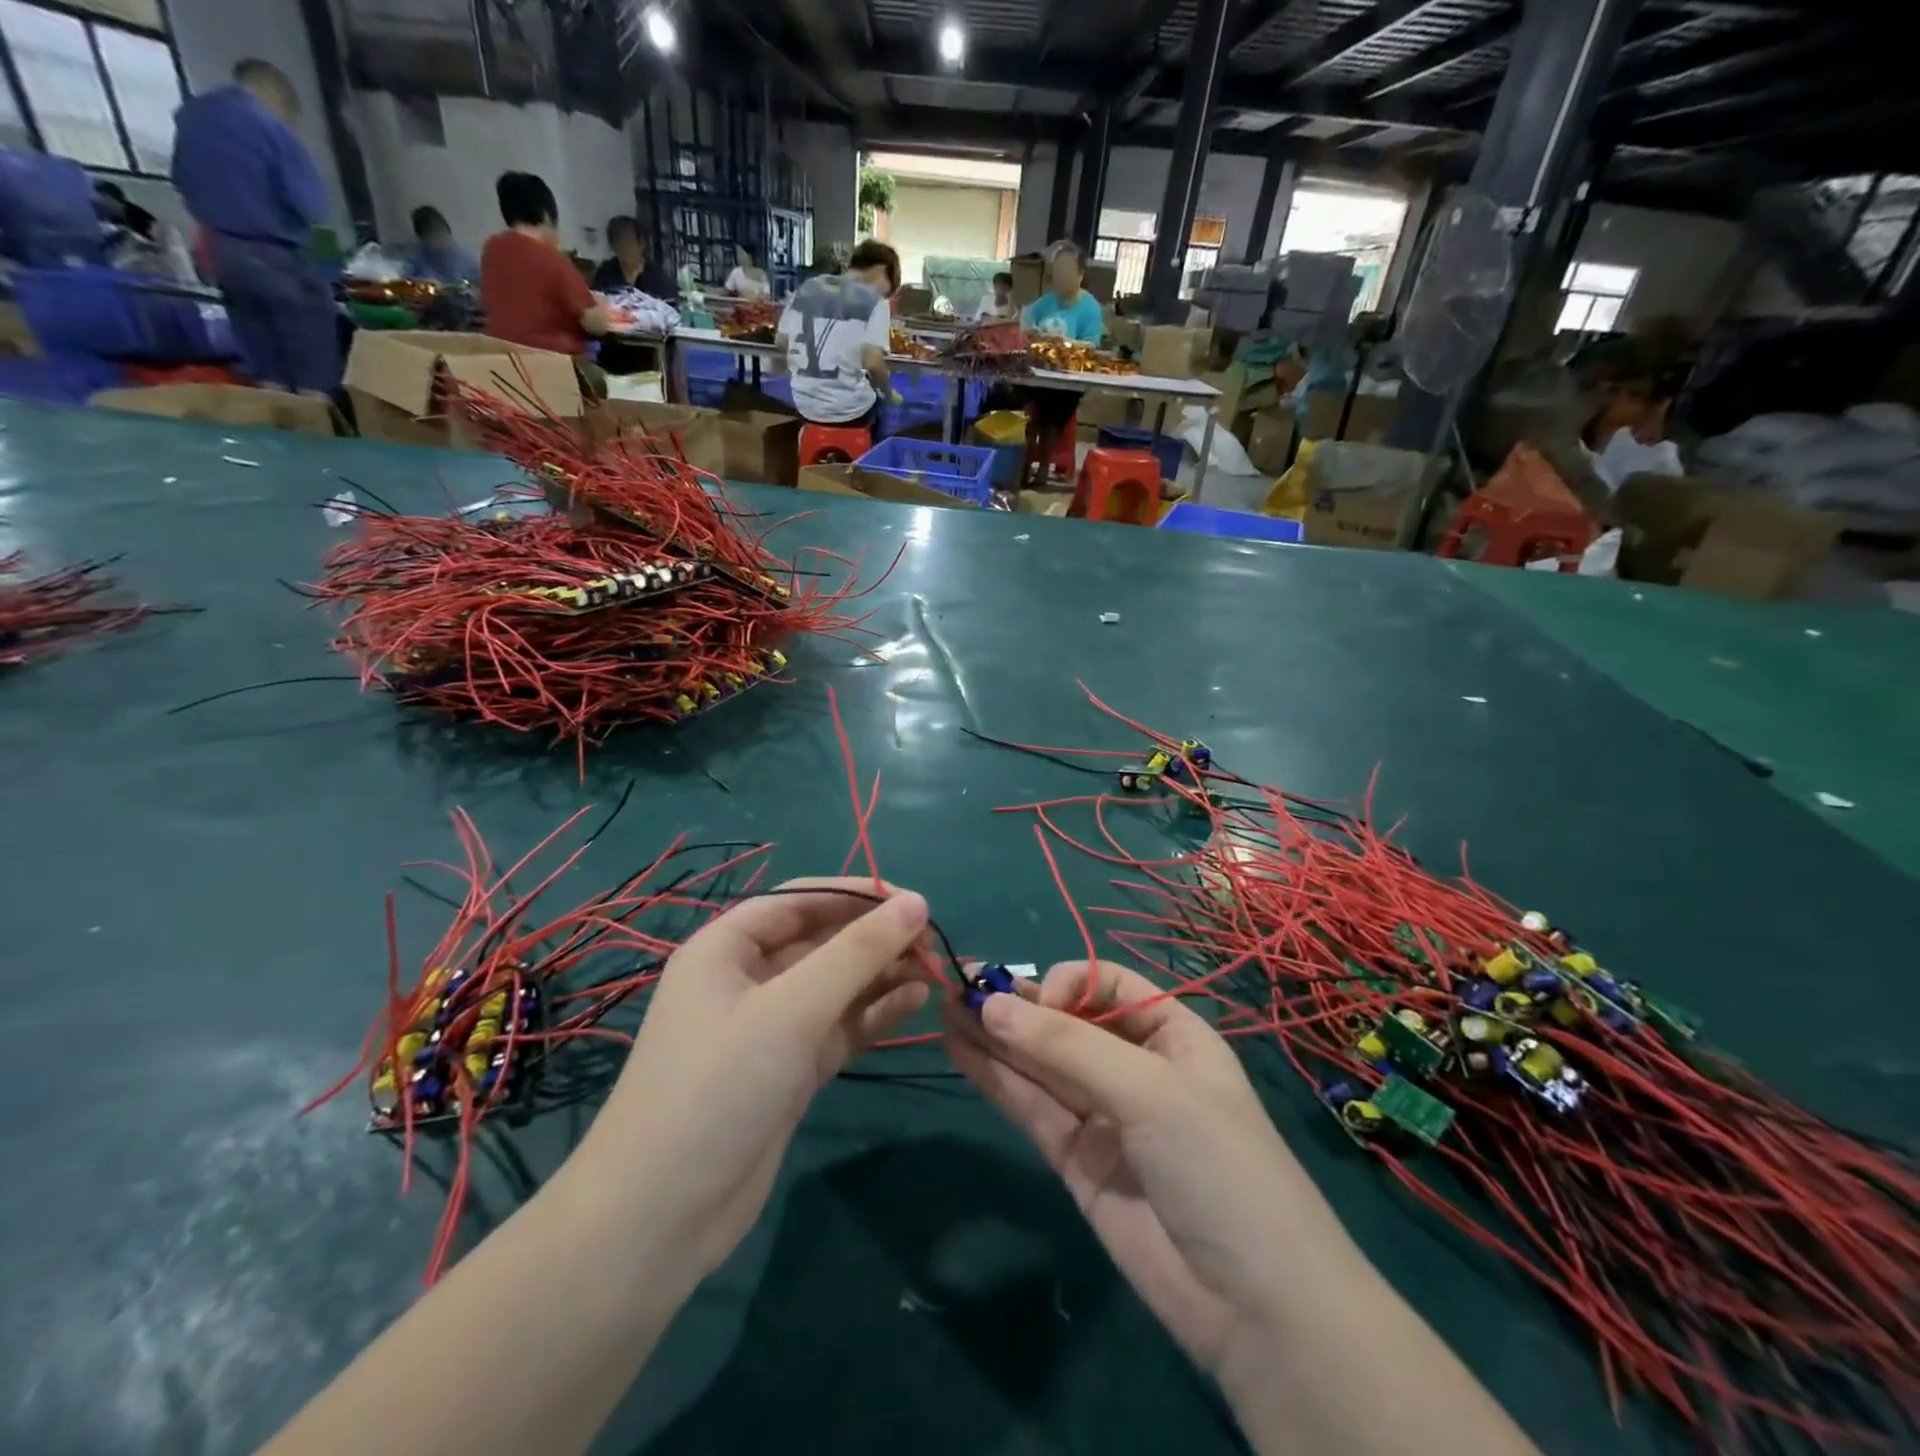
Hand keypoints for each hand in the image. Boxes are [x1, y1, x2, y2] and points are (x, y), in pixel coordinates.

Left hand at [583, 880, 932, 1275]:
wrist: (660, 1219)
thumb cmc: (718, 1087)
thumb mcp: (791, 1009)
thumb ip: (857, 953)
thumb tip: (916, 903)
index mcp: (727, 947)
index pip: (800, 900)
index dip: (856, 895)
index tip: (913, 900)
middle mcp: (748, 979)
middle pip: (822, 941)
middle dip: (875, 938)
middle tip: (933, 941)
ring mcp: (770, 1027)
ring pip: (836, 985)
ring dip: (881, 975)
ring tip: (933, 971)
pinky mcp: (790, 1069)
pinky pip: (840, 1026)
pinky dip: (875, 1013)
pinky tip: (915, 1003)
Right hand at [944, 960, 1351, 1377]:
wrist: (1254, 1308)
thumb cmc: (1216, 1164)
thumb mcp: (1150, 1090)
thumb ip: (1066, 1046)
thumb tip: (991, 1005)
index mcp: (1171, 1034)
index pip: (1107, 985)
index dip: (1067, 984)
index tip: (1035, 1003)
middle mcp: (1134, 1066)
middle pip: (1066, 1022)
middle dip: (1016, 1005)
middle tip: (957, 986)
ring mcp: (1104, 1115)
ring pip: (1040, 1063)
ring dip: (995, 1036)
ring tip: (944, 1007)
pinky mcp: (1076, 1159)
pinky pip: (1032, 1106)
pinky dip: (996, 1078)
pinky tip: (959, 1049)